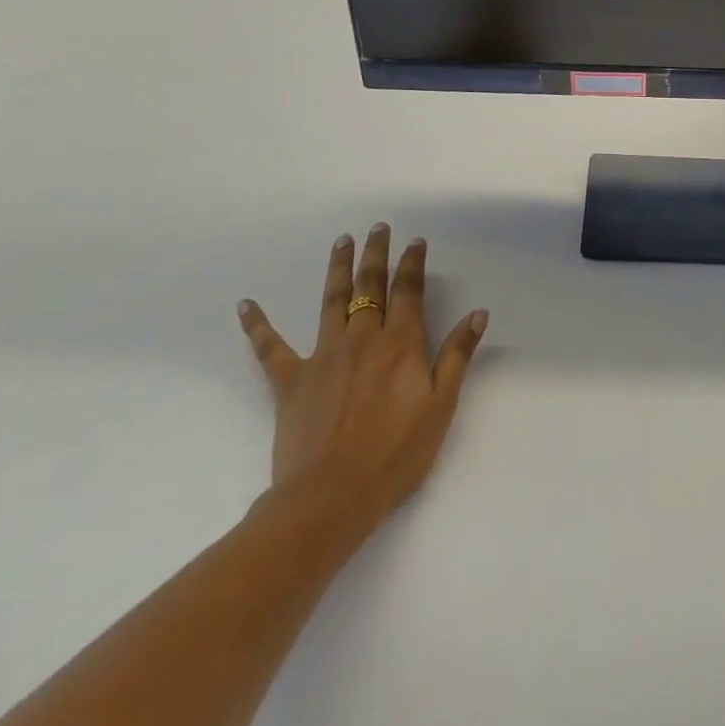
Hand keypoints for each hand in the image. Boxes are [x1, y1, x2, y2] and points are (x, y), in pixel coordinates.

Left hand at [236, 223, 488, 537]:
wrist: (330, 498)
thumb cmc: (396, 454)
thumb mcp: (441, 405)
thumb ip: (457, 355)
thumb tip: (478, 313)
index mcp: (401, 343)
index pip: (408, 291)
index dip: (413, 263)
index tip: (415, 242)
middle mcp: (363, 338)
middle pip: (369, 286)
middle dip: (376, 254)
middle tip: (377, 228)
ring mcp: (323, 356)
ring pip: (331, 301)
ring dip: (337, 269)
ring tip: (341, 241)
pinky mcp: (291, 381)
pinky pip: (270, 348)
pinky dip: (258, 324)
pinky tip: (246, 304)